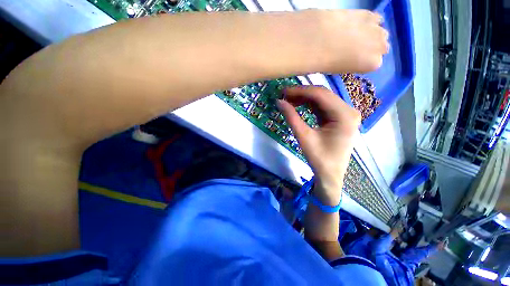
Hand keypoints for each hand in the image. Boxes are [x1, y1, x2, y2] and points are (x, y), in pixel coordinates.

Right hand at [278, 86, 360, 204]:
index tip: (283, 91)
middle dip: (302, 93)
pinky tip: (298, 105)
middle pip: (323, 95)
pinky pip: (323, 107)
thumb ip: (292, 118)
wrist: (330, 175)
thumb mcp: (304, 137)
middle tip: (284, 95)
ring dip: (305, 98)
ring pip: (322, 100)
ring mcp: (345, 114)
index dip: (300, 91)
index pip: (321, 95)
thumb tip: (279, 101)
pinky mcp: (339, 118)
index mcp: (345, 115)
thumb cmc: (319, 159)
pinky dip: (309, 105)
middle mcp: (349, 111)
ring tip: (289, 100)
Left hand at [307, 9, 388, 72]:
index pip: (375, 63)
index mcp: (373, 64)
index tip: (354, 60)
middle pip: (381, 47)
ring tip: (355, 35)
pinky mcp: (371, 13)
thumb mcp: (340, 70)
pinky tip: (356, 23)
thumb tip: (352, 58)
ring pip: (380, 32)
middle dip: (371, 48)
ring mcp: (378, 28)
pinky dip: (368, 21)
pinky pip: (375, 18)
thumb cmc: (327, 62)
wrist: (320, 39)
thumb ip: (353, 64)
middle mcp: (381, 47)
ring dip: (371, 34)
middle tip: (355, 48)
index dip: (364, 61)